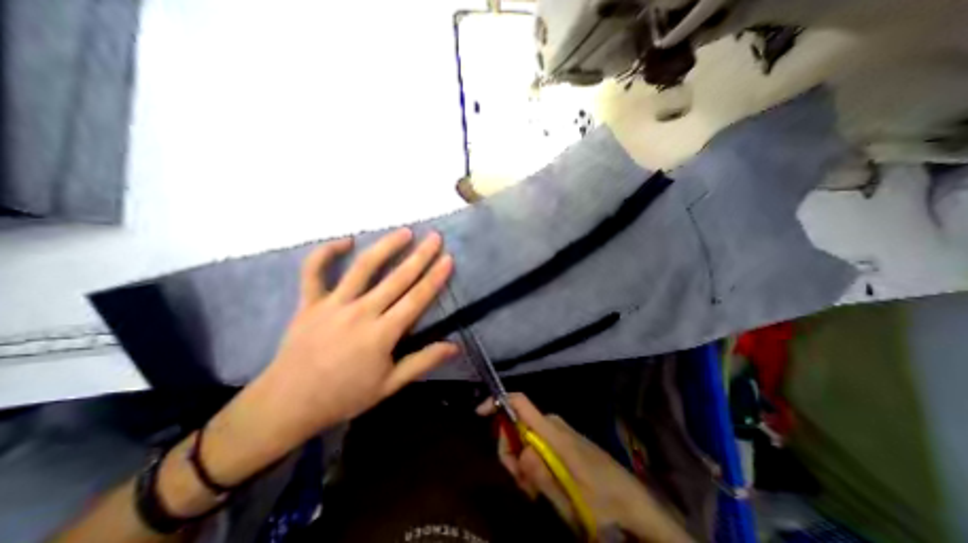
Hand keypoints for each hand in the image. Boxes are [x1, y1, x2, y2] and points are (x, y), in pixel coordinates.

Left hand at [199, 226, 458, 488]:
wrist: (286, 405)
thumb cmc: (344, 396)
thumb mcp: (389, 386)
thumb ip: (423, 362)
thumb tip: (455, 347)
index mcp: (381, 333)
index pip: (416, 299)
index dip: (435, 278)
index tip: (448, 259)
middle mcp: (361, 312)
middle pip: (397, 278)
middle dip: (420, 255)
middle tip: (435, 237)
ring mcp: (333, 304)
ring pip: (363, 267)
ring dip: (386, 246)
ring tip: (404, 232)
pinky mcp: (309, 302)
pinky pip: (314, 271)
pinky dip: (326, 252)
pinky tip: (345, 240)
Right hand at [478, 395, 690, 542]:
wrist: (633, 502)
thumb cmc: (602, 499)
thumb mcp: (569, 496)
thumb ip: (540, 473)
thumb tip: (519, 451)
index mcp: (552, 430)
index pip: (520, 402)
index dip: (498, 402)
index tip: (480, 413)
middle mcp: (552, 424)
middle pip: (517, 425)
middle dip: (511, 452)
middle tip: (523, 485)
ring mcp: (558, 432)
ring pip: (525, 438)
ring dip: (522, 463)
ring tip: (535, 491)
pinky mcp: (563, 440)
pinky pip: (537, 444)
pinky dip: (532, 462)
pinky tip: (542, 485)